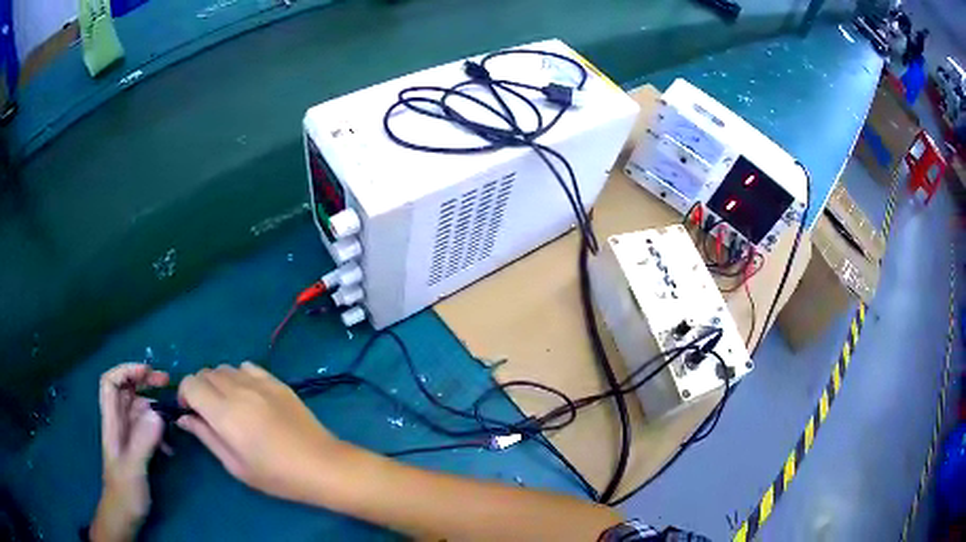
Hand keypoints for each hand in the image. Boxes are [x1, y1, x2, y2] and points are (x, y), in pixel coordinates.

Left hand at [91, 364, 168, 541]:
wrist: (124, 516)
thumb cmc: (125, 492)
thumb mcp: (134, 468)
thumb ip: (143, 441)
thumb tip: (157, 412)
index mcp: (111, 422)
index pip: (110, 383)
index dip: (126, 370)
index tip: (148, 372)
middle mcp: (118, 423)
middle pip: (126, 390)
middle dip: (144, 381)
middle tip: (166, 382)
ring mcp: (127, 436)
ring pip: (138, 409)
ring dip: (155, 408)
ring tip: (174, 417)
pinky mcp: (137, 448)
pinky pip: (147, 429)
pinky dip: (159, 431)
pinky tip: (170, 447)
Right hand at [176, 362, 348, 502]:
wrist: (322, 465)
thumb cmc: (277, 475)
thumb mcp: (235, 465)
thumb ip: (206, 436)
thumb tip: (184, 418)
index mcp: (225, 412)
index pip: (190, 383)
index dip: (185, 395)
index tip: (191, 413)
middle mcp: (238, 390)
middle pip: (205, 373)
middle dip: (199, 389)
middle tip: (209, 413)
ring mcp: (260, 382)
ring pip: (224, 368)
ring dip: (218, 382)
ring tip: (229, 405)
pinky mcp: (277, 381)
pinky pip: (247, 367)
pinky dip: (239, 375)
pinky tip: (248, 395)